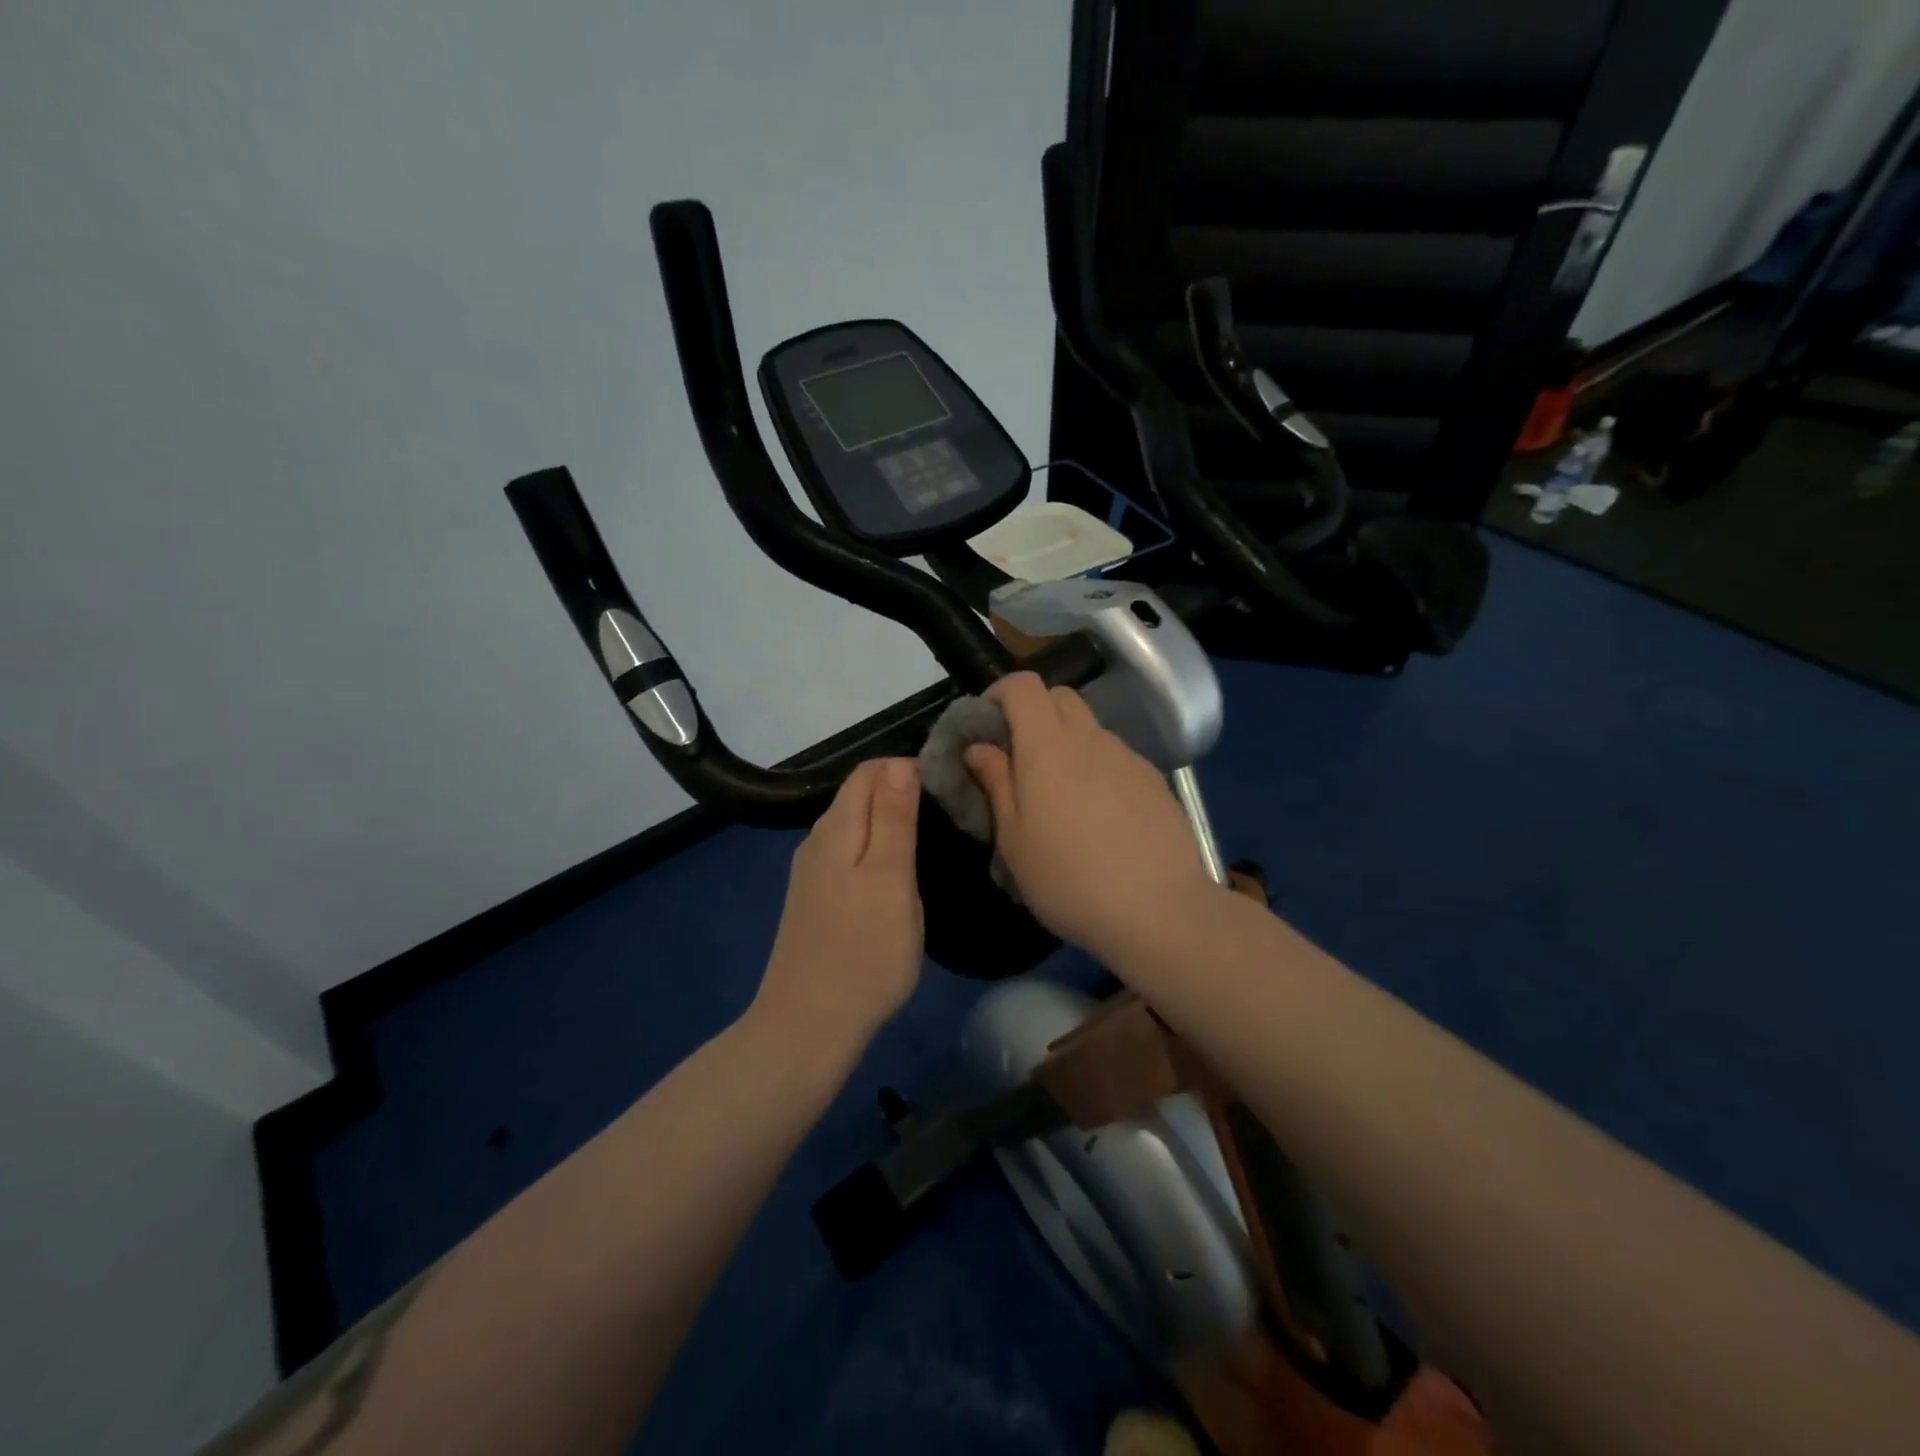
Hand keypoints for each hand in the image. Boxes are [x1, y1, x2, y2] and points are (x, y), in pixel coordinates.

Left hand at [750, 758, 923, 1061]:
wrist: (809, 1026)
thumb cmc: (863, 951)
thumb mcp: (890, 878)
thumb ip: (894, 818)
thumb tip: (901, 763)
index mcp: (836, 828)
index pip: (869, 770)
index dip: (907, 768)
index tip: (948, 788)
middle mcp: (817, 841)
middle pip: (859, 795)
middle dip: (900, 792)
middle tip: (948, 815)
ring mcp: (813, 874)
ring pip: (855, 827)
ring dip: (890, 823)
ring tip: (931, 841)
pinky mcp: (816, 902)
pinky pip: (850, 856)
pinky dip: (877, 852)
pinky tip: (898, 876)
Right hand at [964, 672, 1219, 960]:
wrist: (1159, 910)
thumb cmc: (1068, 879)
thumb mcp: (1014, 839)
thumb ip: (996, 782)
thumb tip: (979, 747)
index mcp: (1048, 746)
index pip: (1023, 685)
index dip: (1000, 693)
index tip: (987, 726)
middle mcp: (1090, 738)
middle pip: (1060, 696)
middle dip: (1033, 712)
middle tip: (1018, 758)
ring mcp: (1128, 757)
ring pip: (1090, 727)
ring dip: (1066, 741)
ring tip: (1059, 795)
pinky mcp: (1154, 780)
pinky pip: (1115, 756)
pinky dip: (1096, 766)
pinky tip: (1098, 815)